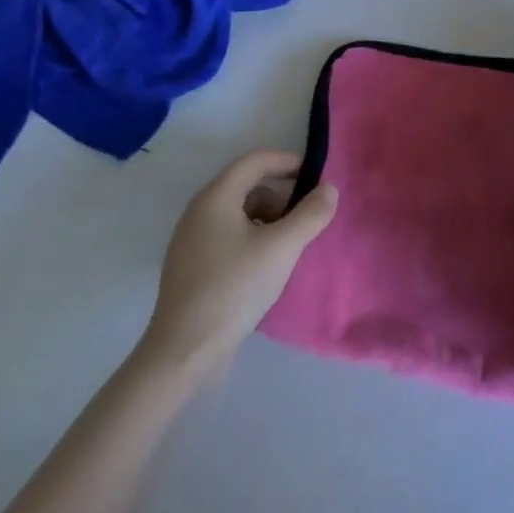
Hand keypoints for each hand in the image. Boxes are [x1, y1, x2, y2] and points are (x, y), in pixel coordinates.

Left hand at [138, 150, 337, 372]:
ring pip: (239, 214)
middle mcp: (199, 212)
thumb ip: (310, 214)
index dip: (288, 162)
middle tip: (307, 219)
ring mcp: (192, 241)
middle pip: (248, 186)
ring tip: (290, 246)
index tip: (316, 178)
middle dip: (282, 196)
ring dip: (270, 220)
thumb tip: (329, 190)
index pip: (256, 160)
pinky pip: (229, 237)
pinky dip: (254, 239)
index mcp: (215, 198)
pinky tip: (268, 267)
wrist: (184, 352)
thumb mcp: (282, 247)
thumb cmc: (234, 288)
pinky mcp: (193, 268)